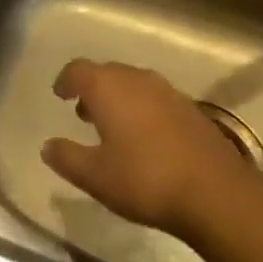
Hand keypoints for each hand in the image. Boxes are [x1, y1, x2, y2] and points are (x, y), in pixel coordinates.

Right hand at [42, 60, 251, 239]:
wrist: (215, 191)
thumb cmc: (145, 179)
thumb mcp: (96, 176)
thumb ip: (67, 158)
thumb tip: (47, 146)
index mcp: (108, 87)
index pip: (78, 70)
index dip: (66, 80)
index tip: (60, 93)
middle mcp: (136, 78)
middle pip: (106, 73)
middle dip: (92, 89)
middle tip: (83, 112)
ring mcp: (166, 90)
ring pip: (133, 84)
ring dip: (118, 98)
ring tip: (113, 126)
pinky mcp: (190, 108)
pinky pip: (155, 98)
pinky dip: (142, 108)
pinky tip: (146, 138)